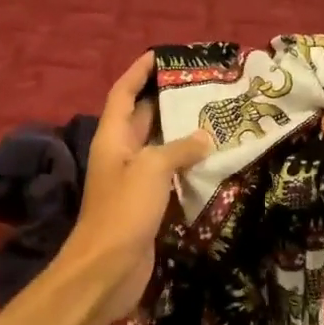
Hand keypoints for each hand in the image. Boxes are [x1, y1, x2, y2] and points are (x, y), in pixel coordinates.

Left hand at [57, 53, 212, 323]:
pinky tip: (212, 162)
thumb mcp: (152, 169)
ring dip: (181, 134)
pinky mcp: (147, 206)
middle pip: (142, 118)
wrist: (108, 269)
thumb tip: (205, 137)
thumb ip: (179, 148)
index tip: (161, 54)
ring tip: (215, 117)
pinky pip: (168, 177)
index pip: (123, 94)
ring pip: (159, 149)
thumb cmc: (124, 211)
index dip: (138, 72)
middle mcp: (121, 155)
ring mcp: (133, 182)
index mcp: (113, 138)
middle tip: (202, 86)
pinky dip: (186, 166)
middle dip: (166, 100)